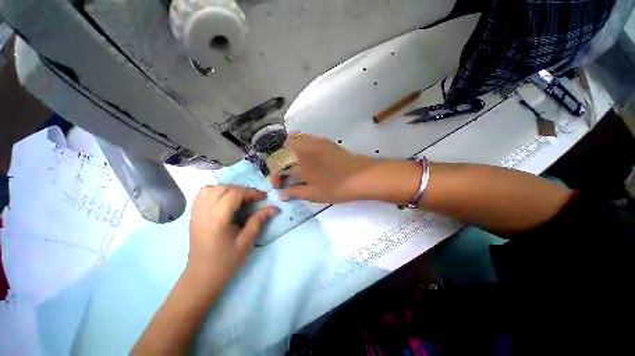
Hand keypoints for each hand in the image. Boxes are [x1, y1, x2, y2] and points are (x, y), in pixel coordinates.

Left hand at [187, 185, 276, 287]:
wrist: (202, 277)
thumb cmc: (226, 261)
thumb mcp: (246, 242)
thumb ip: (258, 221)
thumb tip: (273, 208)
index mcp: (217, 218)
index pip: (234, 194)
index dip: (251, 192)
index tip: (263, 197)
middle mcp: (203, 212)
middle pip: (223, 188)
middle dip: (241, 190)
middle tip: (252, 199)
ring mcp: (196, 213)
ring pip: (211, 189)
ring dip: (227, 189)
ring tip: (239, 198)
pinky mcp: (193, 216)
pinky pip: (203, 195)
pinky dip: (216, 192)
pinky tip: (224, 201)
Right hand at [271, 134, 378, 202]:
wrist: (360, 175)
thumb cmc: (335, 187)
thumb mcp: (313, 194)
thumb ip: (294, 192)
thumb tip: (282, 194)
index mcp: (297, 163)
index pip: (277, 167)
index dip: (276, 177)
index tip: (280, 186)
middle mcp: (302, 148)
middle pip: (282, 150)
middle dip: (280, 162)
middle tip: (288, 174)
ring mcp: (313, 141)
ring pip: (292, 139)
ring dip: (288, 151)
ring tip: (295, 163)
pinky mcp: (323, 140)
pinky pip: (305, 136)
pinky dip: (300, 143)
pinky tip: (307, 154)